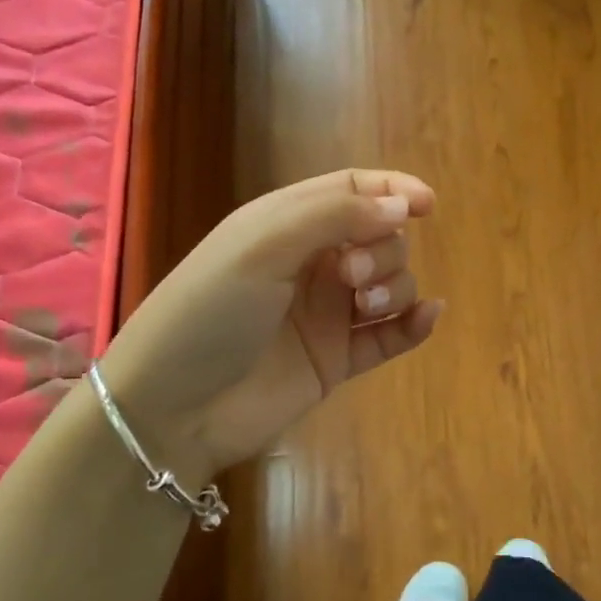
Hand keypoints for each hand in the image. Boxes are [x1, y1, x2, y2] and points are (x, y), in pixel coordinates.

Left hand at [99, 170, 442, 480]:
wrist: (172, 409)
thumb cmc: (208, 312)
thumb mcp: (262, 246)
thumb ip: (335, 216)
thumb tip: (403, 207)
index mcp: (287, 225)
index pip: (352, 191)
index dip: (391, 191)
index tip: (426, 204)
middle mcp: (312, 264)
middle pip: (379, 237)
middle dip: (383, 248)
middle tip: (353, 275)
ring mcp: (326, 314)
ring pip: (390, 284)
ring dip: (396, 286)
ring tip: (366, 307)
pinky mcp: (337, 360)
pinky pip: (390, 337)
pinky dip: (414, 325)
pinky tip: (428, 318)